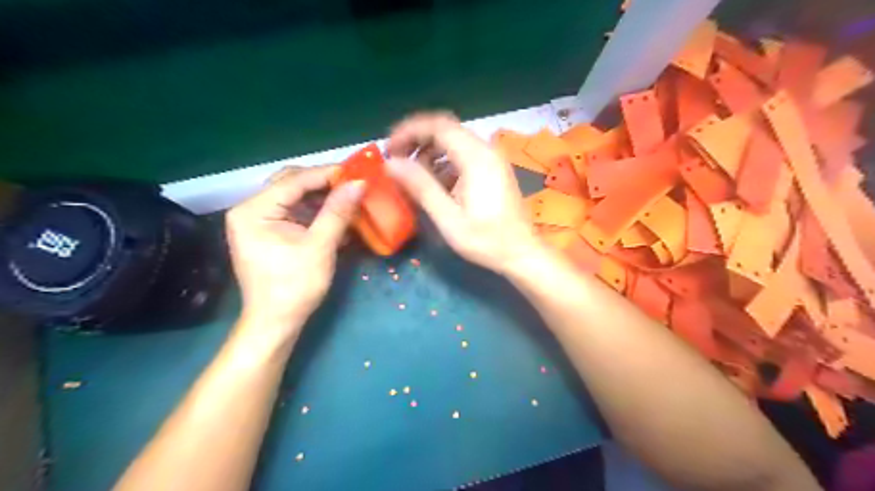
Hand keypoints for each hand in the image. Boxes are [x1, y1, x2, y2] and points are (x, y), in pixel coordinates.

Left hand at [225, 168, 365, 338]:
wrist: (276, 323)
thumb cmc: (294, 286)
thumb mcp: (320, 246)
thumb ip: (338, 211)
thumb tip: (359, 183)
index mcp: (254, 210)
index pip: (294, 181)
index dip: (327, 174)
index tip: (356, 172)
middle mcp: (250, 209)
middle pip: (291, 184)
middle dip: (324, 183)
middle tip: (353, 184)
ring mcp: (257, 221)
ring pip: (294, 197)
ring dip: (322, 198)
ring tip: (349, 198)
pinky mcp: (268, 232)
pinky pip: (294, 212)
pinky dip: (315, 212)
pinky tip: (336, 215)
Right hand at [384, 112, 537, 271]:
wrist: (522, 253)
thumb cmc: (486, 240)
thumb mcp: (448, 218)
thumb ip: (421, 187)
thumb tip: (392, 164)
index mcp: (476, 158)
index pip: (437, 126)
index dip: (409, 131)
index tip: (389, 148)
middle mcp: (486, 150)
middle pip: (445, 130)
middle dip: (416, 139)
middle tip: (395, 159)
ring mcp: (492, 159)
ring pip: (454, 141)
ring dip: (429, 151)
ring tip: (411, 173)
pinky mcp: (493, 170)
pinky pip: (463, 155)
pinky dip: (443, 162)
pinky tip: (434, 183)